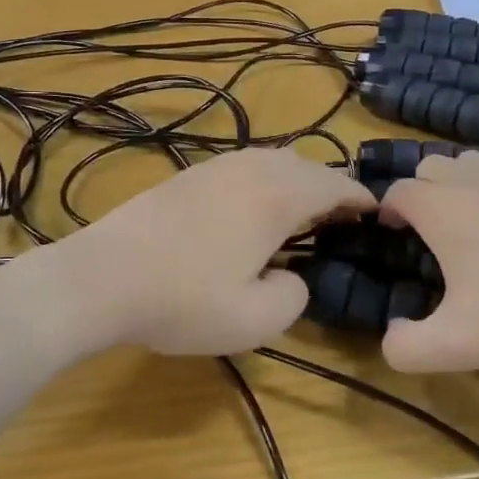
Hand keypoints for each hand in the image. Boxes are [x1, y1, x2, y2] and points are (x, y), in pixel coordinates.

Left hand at [51, 147, 373, 355]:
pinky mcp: (187, 175)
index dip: (359, 197)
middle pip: (304, 165)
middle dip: (329, 186)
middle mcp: (250, 171)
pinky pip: (243, 166)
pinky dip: (265, 179)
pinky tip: (253, 206)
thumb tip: (292, 276)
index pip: (332, 186)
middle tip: (341, 215)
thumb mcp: (253, 319)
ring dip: (296, 178)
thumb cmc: (182, 300)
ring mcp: (215, 168)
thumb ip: (293, 296)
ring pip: (271, 159)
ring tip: (302, 208)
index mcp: (276, 198)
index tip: (375, 211)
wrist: (102, 277)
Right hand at [376, 151, 478, 372]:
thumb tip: (390, 338)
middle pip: (431, 166)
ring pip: (473, 163)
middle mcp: (475, 180)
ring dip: (460, 185)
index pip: (397, 191)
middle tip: (429, 232)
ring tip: (473, 226)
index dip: (387, 210)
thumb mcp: (460, 345)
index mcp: (443, 208)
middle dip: (420, 191)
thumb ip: (408, 349)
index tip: (391, 234)